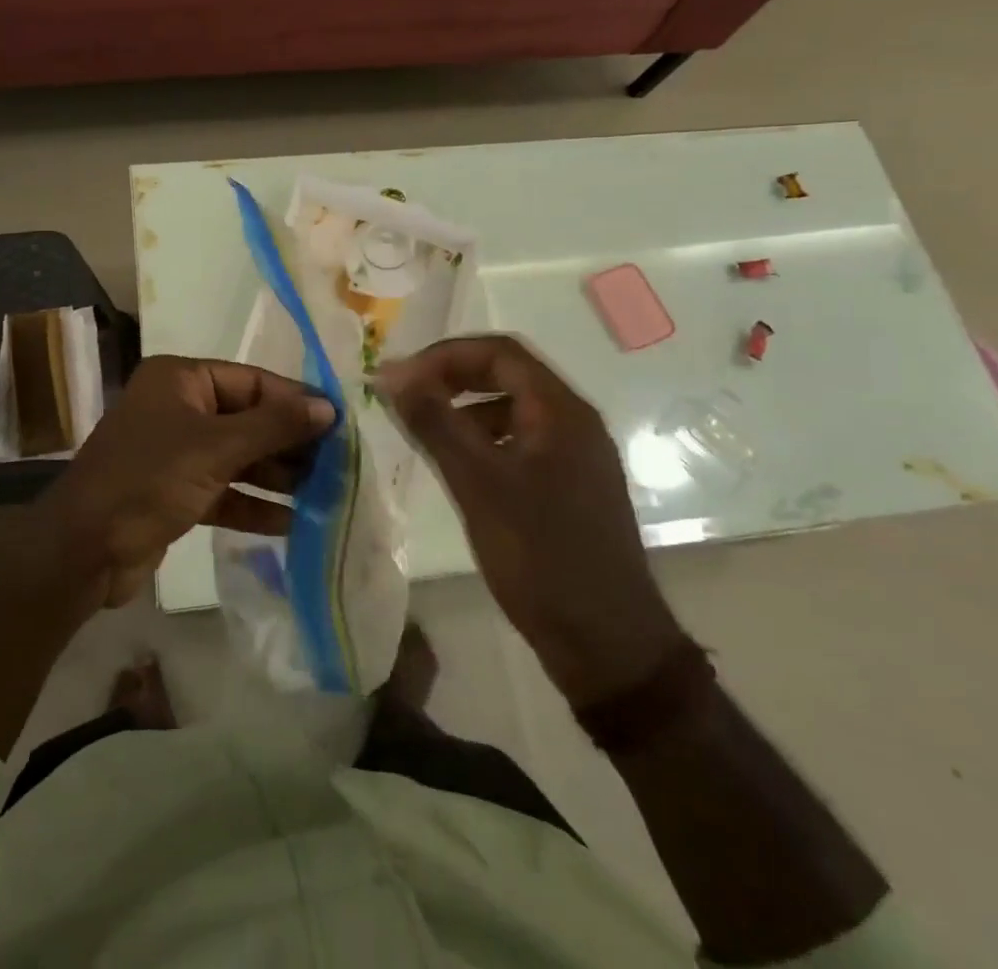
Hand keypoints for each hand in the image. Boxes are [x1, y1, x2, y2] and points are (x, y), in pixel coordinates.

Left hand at [33, 356, 335, 608]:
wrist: (83, 551)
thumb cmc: (148, 480)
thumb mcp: (215, 447)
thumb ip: (274, 426)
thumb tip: (328, 407)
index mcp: (181, 379)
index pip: (252, 381)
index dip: (295, 401)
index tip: (339, 423)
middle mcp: (179, 408)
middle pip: (248, 419)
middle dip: (289, 443)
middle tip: (339, 463)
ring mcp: (176, 452)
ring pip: (239, 457)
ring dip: (277, 476)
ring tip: (326, 493)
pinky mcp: (176, 493)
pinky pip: (225, 491)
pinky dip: (254, 505)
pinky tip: (292, 522)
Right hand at [379, 335, 683, 708]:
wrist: (607, 646)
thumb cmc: (540, 556)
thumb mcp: (478, 483)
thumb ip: (434, 422)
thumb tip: (390, 373)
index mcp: (561, 410)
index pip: (499, 352)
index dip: (444, 355)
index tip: (400, 378)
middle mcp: (573, 422)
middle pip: (506, 374)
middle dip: (451, 376)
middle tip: (404, 396)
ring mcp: (574, 456)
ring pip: (511, 409)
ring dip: (464, 407)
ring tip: (421, 429)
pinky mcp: (567, 487)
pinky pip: (518, 441)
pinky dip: (481, 439)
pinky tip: (454, 465)